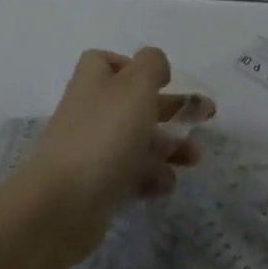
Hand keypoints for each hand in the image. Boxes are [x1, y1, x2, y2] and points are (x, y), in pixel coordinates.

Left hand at [10, 47, 208, 265]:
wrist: (61, 205)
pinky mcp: (96, 186)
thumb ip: (152, 65)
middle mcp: (91, 111)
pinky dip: (151, 177)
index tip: (163, 81)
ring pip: (137, 141)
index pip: (110, 63)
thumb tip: (156, 66)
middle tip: (206, 116)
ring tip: (194, 158)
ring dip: (169, 147)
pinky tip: (168, 184)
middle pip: (134, 103)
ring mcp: (91, 150)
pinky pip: (130, 175)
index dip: (137, 68)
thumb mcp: (136, 86)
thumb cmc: (104, 135)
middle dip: (171, 109)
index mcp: (94, 81)